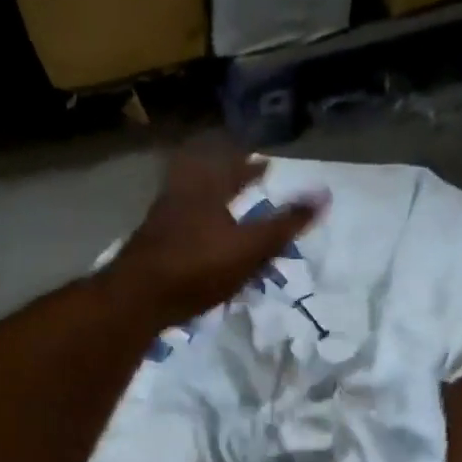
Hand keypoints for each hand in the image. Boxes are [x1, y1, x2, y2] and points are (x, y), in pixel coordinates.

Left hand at [105, 149, 326, 326]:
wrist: (137, 297)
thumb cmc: (198, 267)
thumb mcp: (250, 247)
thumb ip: (285, 224)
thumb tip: (324, 195)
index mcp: (205, 190)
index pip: (232, 168)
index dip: (251, 167)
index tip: (264, 164)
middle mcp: (180, 197)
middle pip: (205, 180)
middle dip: (227, 181)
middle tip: (244, 182)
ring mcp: (161, 221)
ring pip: (190, 203)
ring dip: (211, 204)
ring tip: (227, 215)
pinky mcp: (151, 246)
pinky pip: (179, 228)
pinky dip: (196, 229)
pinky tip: (202, 246)